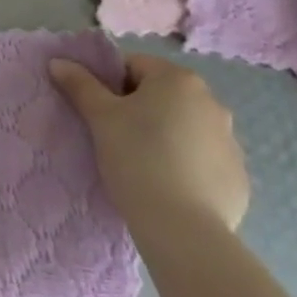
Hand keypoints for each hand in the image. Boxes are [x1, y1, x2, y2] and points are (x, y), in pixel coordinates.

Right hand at [49, 52, 248, 239]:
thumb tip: (58, 62)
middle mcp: (211, 101)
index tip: (102, 116)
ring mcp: (230, 142)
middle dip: (141, 112)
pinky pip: (205, 162)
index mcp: (178, 79)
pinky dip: (189, 169)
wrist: (185, 234)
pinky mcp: (239, 179)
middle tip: (118, 141)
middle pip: (162, 96)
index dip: (112, 88)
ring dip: (167, 139)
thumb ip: (80, 84)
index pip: (134, 67)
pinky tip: (171, 191)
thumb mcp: (100, 118)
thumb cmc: (138, 160)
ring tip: (145, 169)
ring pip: (185, 129)